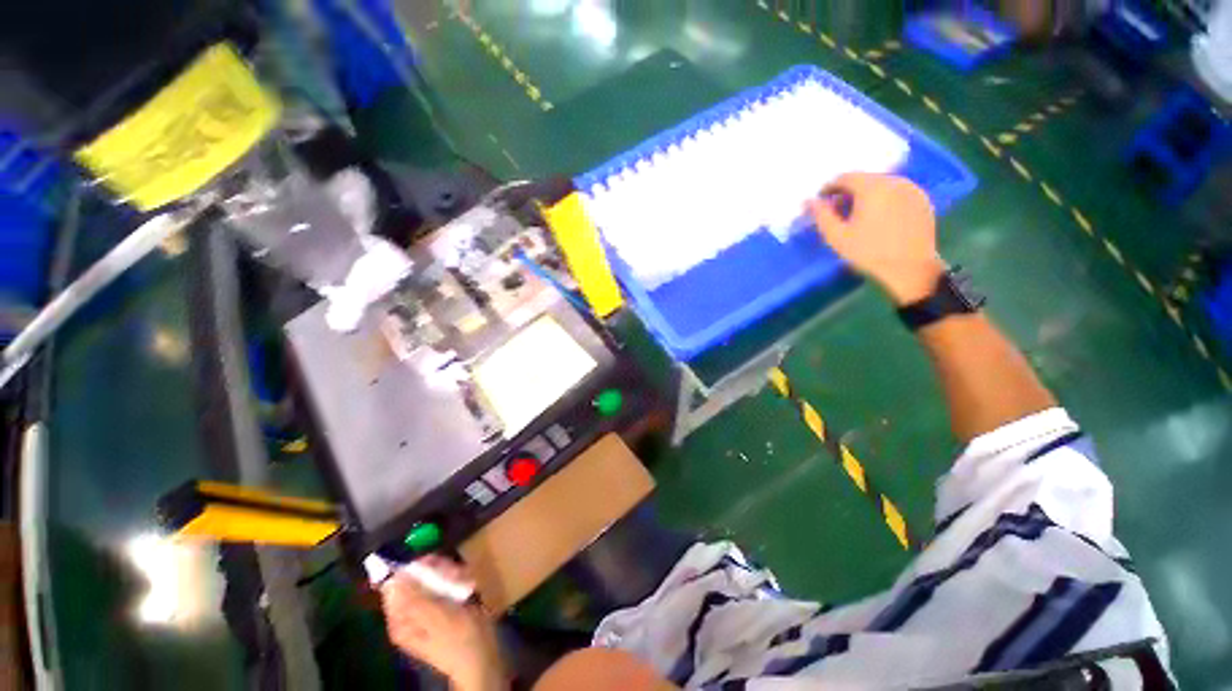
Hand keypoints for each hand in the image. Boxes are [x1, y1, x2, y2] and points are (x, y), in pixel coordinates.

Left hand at [380, 556, 505, 690]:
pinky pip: (448, 583)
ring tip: (466, 581)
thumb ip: (414, 599)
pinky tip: (470, 585)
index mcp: (402, 619)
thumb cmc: (458, 639)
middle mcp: (411, 612)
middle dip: (438, 571)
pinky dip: (459, 580)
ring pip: (434, 577)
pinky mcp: (446, 604)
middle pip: (418, 577)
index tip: (437, 563)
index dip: (416, 569)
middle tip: (456, 573)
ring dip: (452, 574)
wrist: (482, 656)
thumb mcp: (436, 618)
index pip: (399, 583)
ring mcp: (429, 607)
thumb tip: (393, 579)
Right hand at [808, 173, 945, 304]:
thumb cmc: (869, 252)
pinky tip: (879, 219)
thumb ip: (821, 215)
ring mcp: (912, 189)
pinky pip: (897, 192)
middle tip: (838, 211)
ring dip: (867, 195)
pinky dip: (884, 200)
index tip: (822, 202)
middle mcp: (894, 181)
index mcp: (872, 187)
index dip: (829, 188)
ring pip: (882, 184)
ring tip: (858, 216)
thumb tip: (809, 200)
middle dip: (848, 191)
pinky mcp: (922, 199)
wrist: (910, 267)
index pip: (845, 177)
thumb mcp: (837, 237)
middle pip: (865, 179)